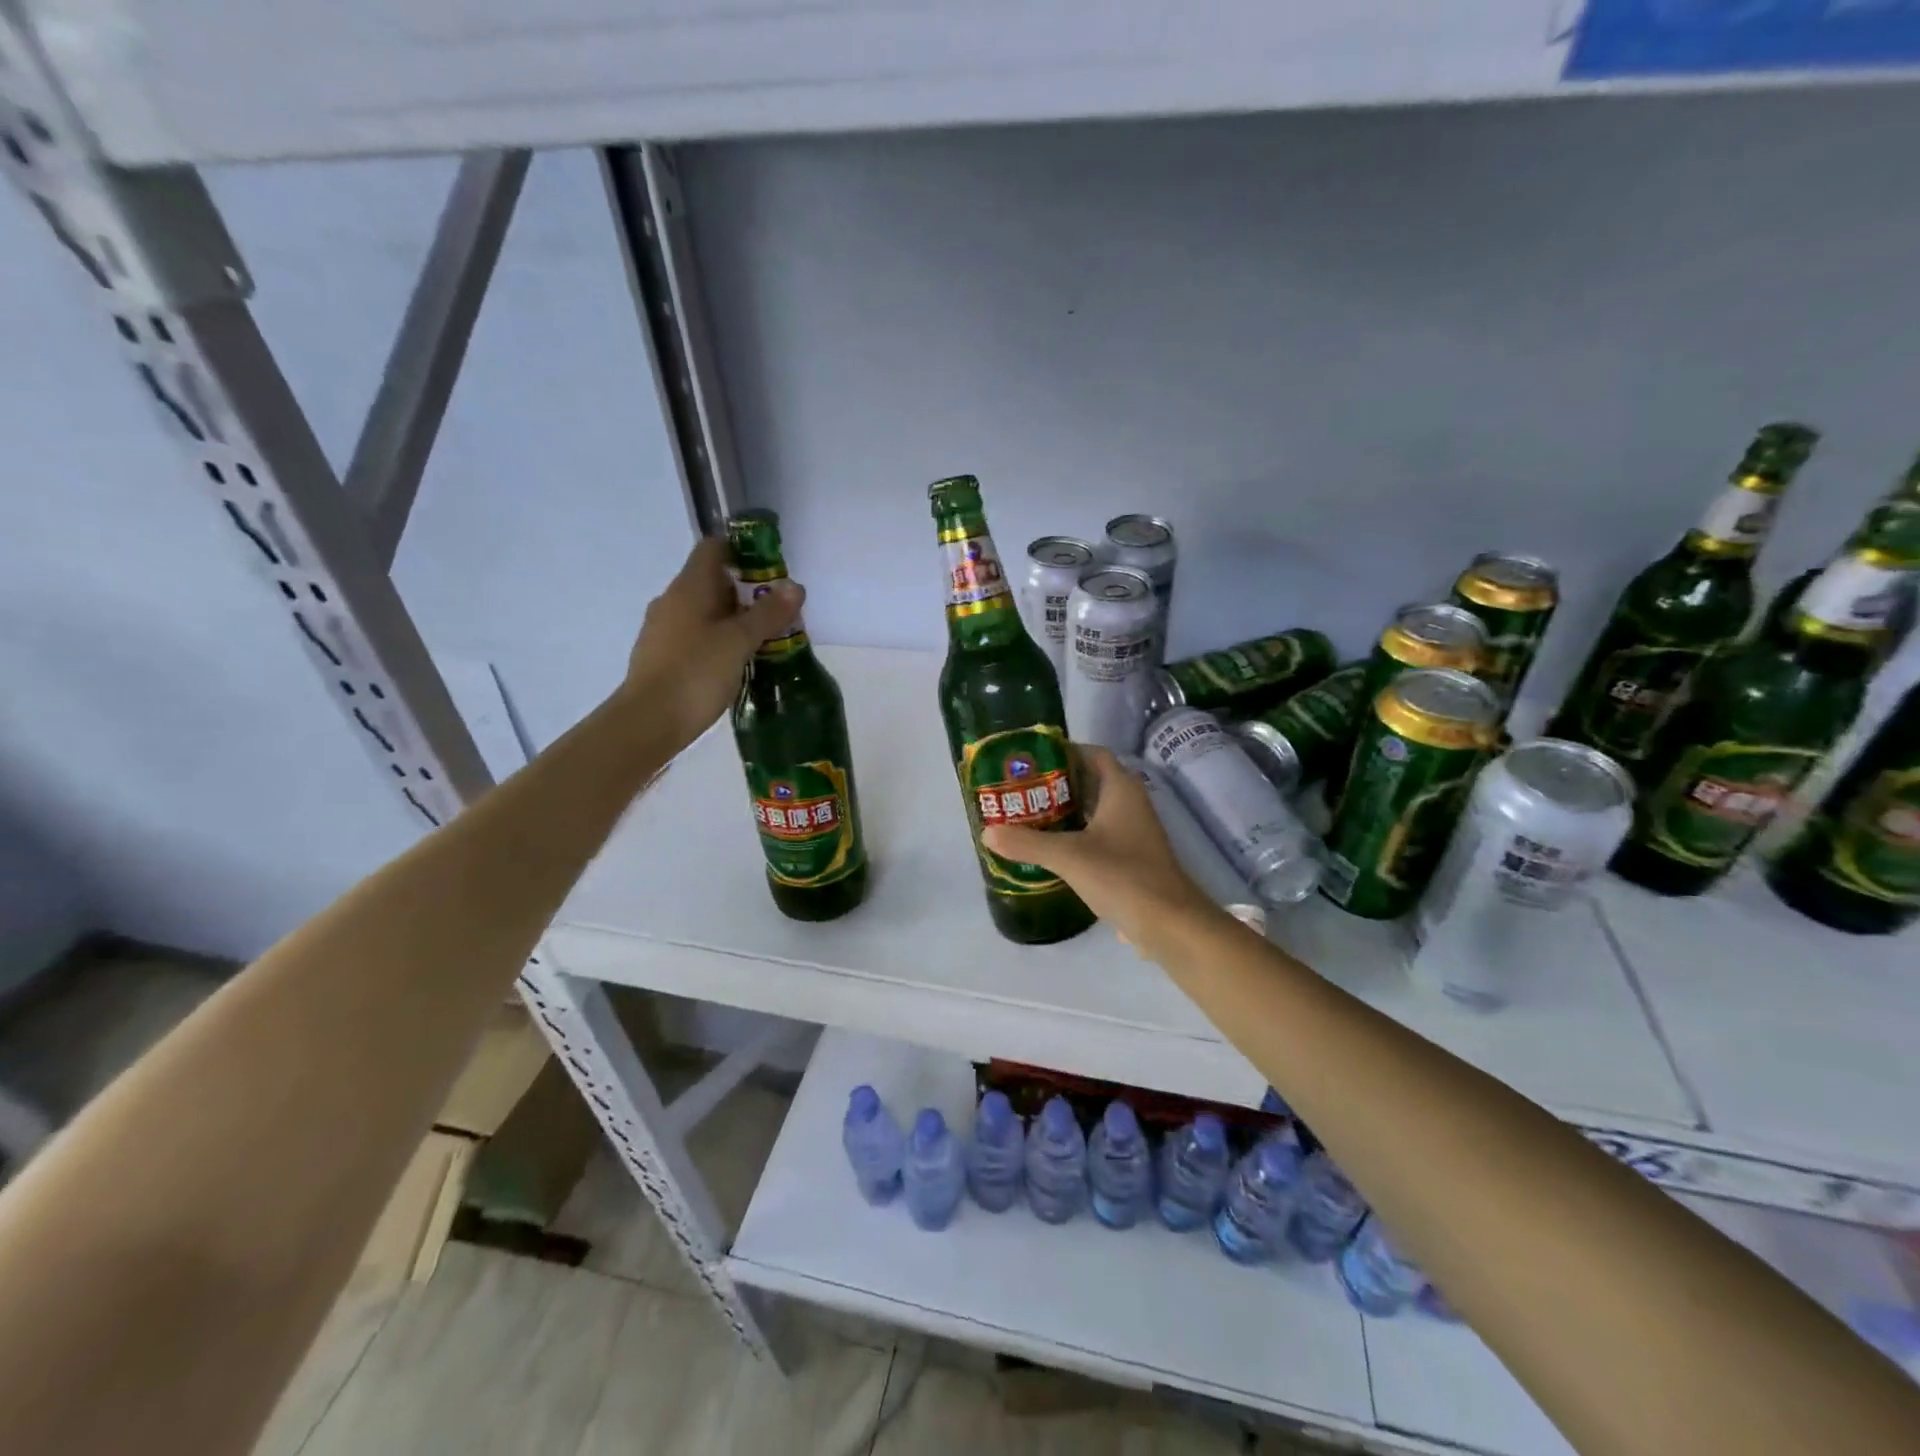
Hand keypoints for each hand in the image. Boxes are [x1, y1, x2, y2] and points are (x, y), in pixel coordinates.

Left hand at [624, 537, 803, 749]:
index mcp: (689, 587)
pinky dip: (719, 641)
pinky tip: (738, 663)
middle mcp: (672, 601)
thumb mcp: (740, 641)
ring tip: (766, 640)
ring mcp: (664, 629)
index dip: (743, 551)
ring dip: (735, 620)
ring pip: (706, 612)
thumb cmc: (696, 672)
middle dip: (747, 592)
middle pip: (713, 581)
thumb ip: (768, 613)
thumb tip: (795, 586)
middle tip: (778, 612)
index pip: (714, 548)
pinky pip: (697, 636)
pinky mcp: (663, 656)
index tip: (771, 571)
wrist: (649, 721)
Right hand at [982, 745, 1226, 958]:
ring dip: (1064, 812)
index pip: (1093, 754)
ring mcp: (1133, 832)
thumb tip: (988, 832)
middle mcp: (1130, 804)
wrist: (1170, 924)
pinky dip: (1074, 836)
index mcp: (1121, 789)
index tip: (1031, 760)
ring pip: (1094, 811)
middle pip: (1090, 781)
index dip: (1064, 751)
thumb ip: (1028, 842)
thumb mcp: (1069, 857)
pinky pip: (1098, 836)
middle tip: (1020, 790)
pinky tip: (1049, 849)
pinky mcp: (1131, 858)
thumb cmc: (1123, 877)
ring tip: (1027, 816)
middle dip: (1056, 784)